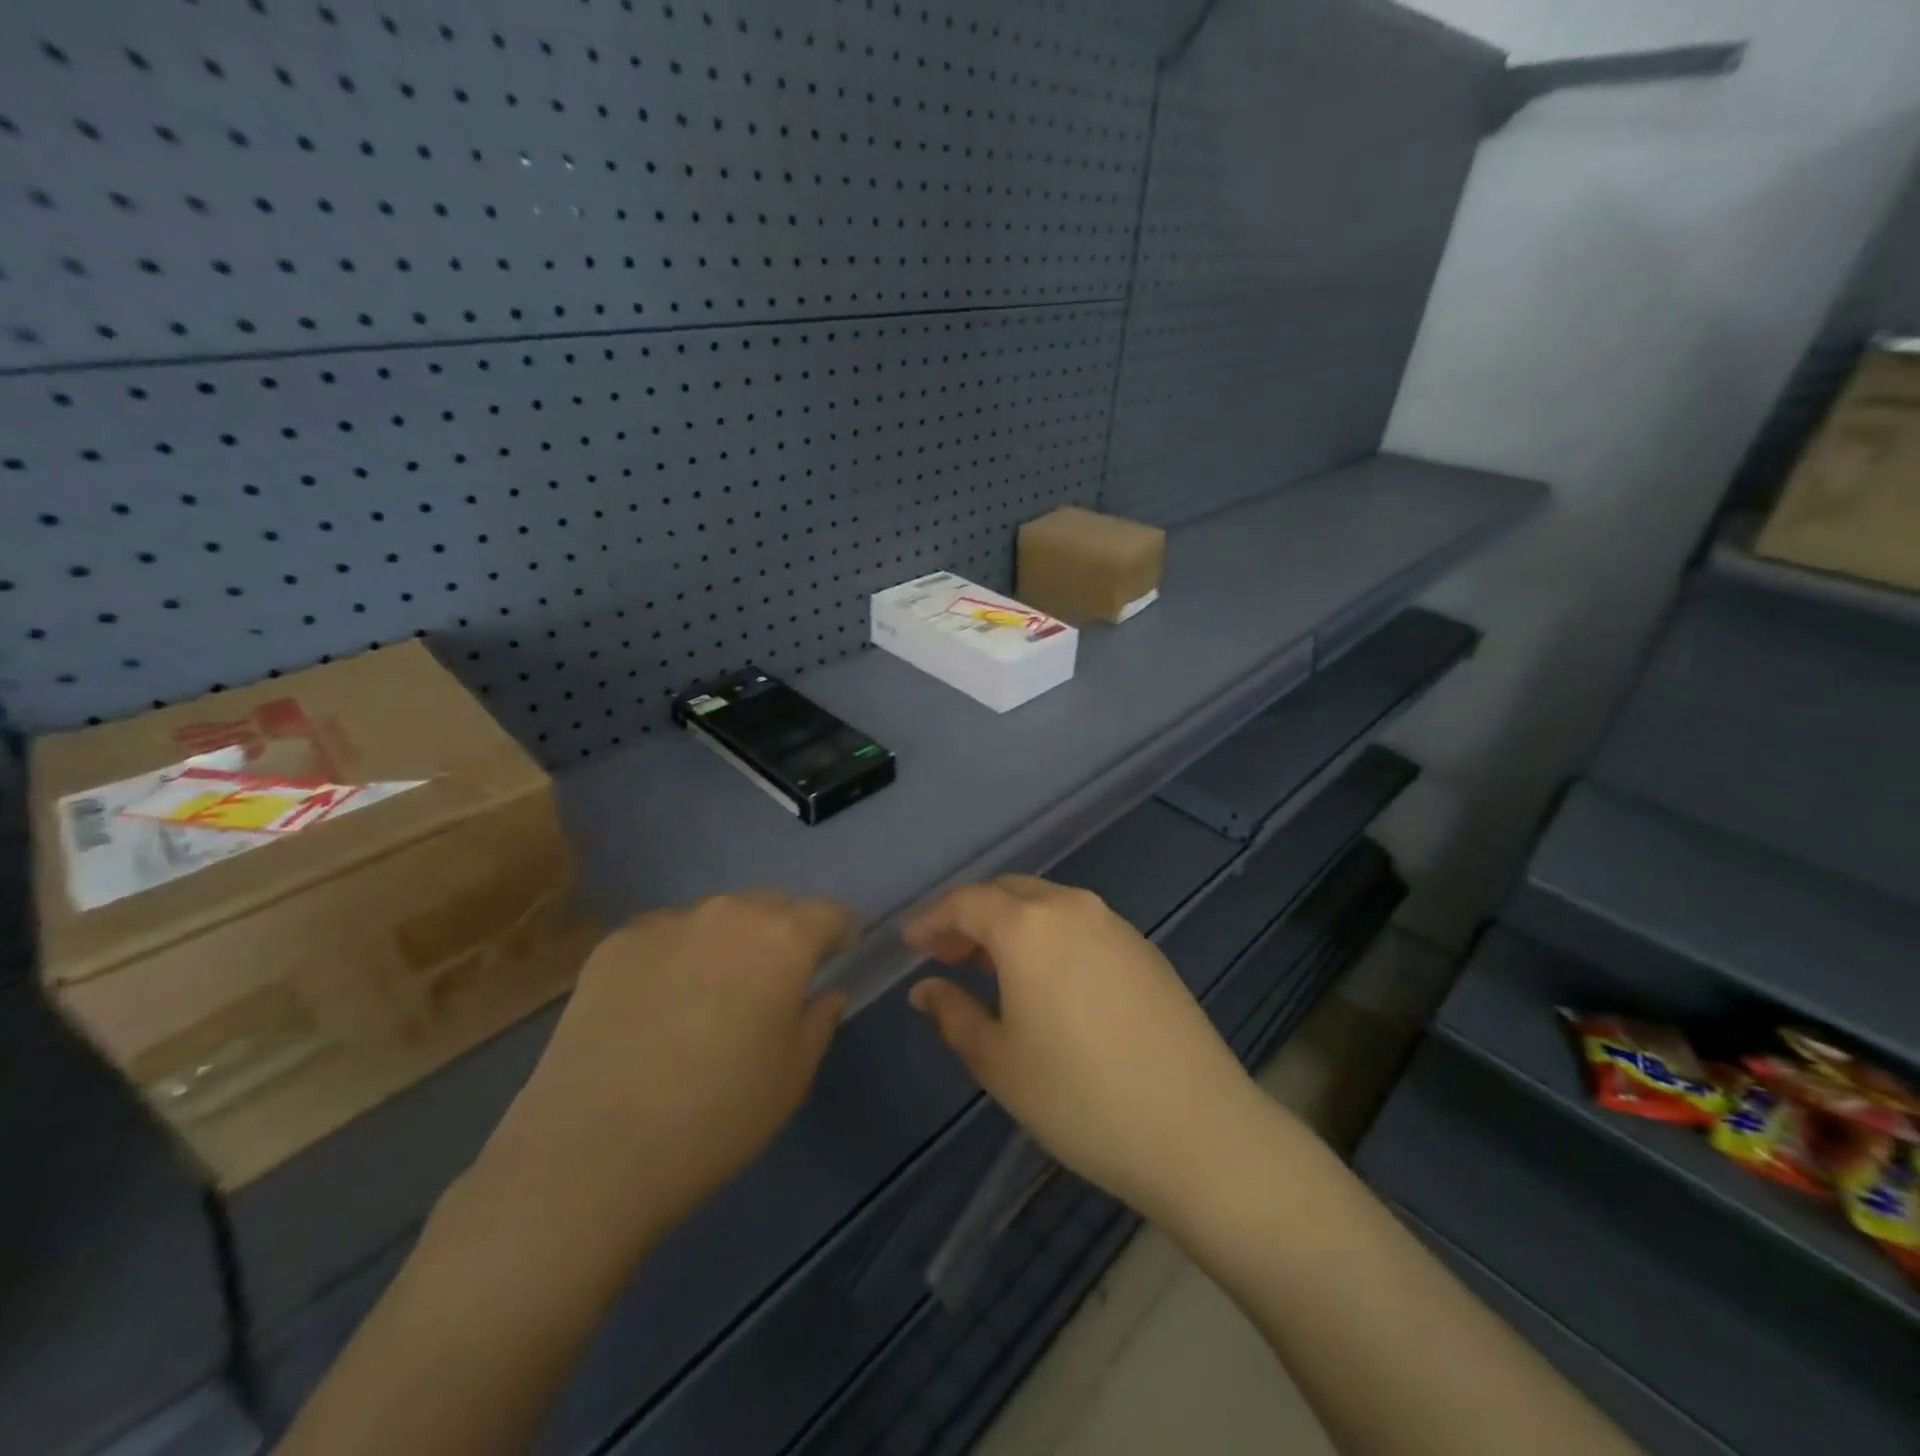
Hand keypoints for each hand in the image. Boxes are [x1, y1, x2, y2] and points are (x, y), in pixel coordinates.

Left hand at [481, 893, 852, 1246]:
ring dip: (726, 942)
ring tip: (709, 995)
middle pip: (770, 906)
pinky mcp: (615, 944)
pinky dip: (675, 957)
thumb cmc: (717, 1115)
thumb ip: (819, 1021)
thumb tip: (824, 993)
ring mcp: (666, 923)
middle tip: (772, 982)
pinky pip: (664, 936)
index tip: (837, 956)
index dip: (839, 932)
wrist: (593, 1151)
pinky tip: (656, 1007)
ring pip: (715, 918)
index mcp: (783, 938)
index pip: (828, 913)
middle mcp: (728, 913)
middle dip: (782, 933)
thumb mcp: (792, 1076)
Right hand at [904, 876, 1269, 1224]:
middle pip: (1008, 893)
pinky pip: (1080, 924)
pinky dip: (1049, 937)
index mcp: (1029, 926)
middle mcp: (1072, 907)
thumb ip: (953, 1014)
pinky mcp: (1144, 948)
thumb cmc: (1079, 1097)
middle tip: (947, 956)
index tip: (911, 943)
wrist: (1197, 1129)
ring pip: (1047, 905)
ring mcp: (1115, 924)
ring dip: (1011, 926)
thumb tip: (926, 989)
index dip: (932, 919)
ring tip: (991, 970)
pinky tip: (1047, 981)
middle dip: (971, 918)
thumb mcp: (999, 1062)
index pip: (966, 902)